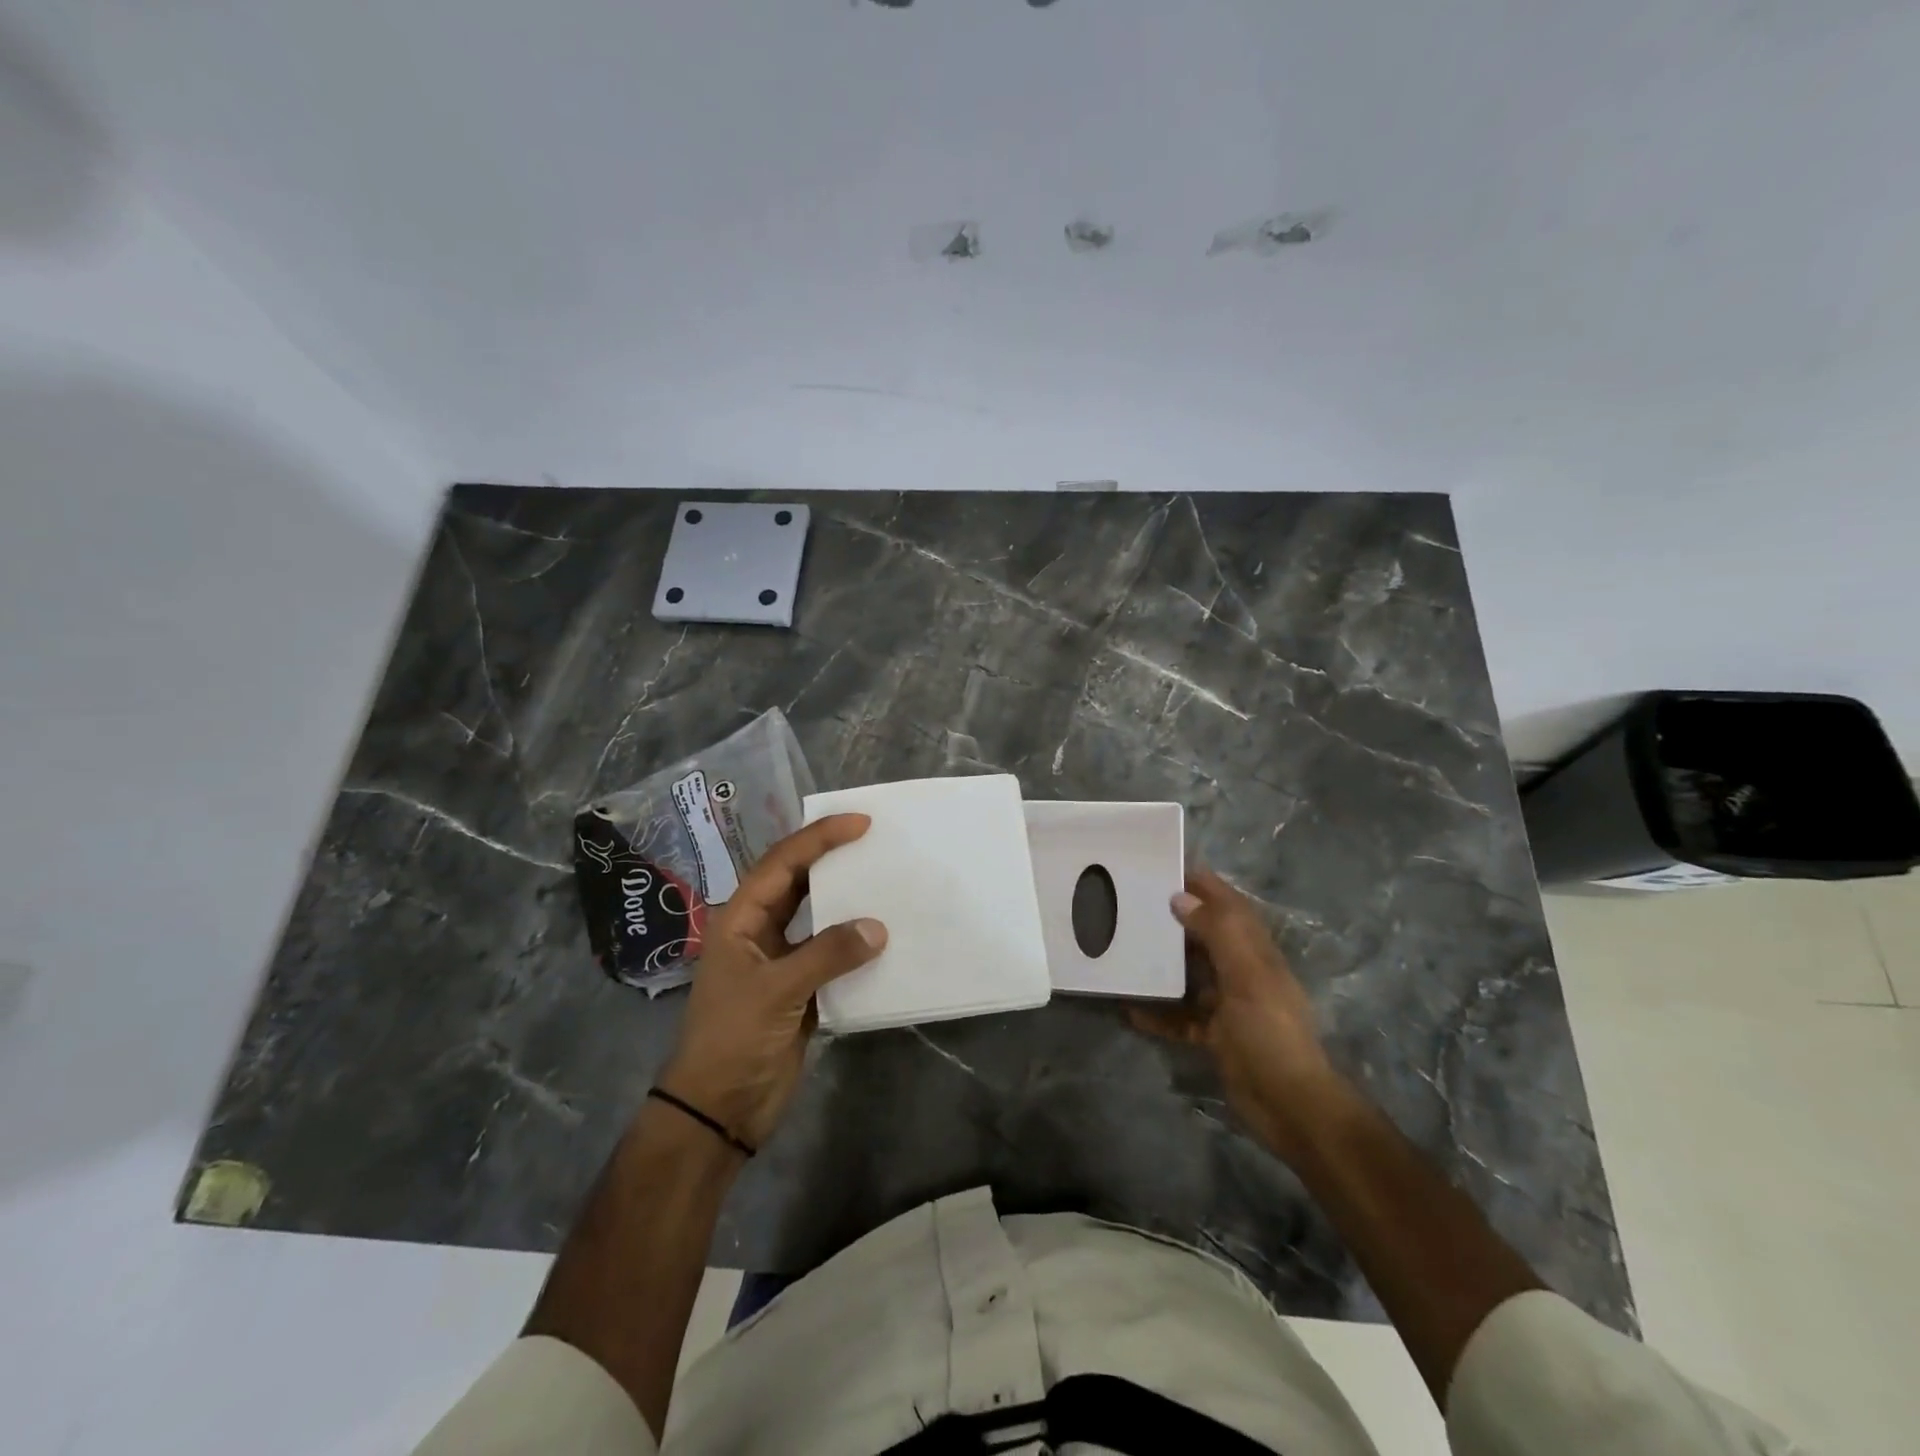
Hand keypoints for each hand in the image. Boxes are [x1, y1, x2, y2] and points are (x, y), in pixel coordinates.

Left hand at [656, 814, 885, 1150]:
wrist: (719, 1108)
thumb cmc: (732, 1038)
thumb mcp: (776, 990)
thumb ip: (827, 954)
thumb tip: (878, 928)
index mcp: (741, 919)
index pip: (782, 863)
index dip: (818, 838)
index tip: (860, 823)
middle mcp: (760, 931)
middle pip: (798, 882)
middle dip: (832, 858)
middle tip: (875, 840)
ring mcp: (781, 960)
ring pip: (817, 916)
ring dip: (846, 900)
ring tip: (885, 878)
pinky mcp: (800, 989)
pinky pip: (832, 954)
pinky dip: (855, 943)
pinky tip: (884, 936)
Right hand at [1131, 868, 1344, 1163]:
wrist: (1291, 1106)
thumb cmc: (1270, 1032)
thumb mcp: (1247, 976)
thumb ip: (1218, 932)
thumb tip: (1180, 897)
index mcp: (1255, 951)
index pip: (1227, 904)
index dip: (1201, 883)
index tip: (1163, 866)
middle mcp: (1242, 970)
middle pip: (1204, 935)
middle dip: (1172, 919)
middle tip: (1130, 905)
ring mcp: (1228, 1004)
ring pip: (1189, 973)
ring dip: (1161, 964)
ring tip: (1123, 950)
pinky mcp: (1215, 1034)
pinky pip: (1180, 1015)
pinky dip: (1158, 1012)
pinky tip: (1129, 1010)